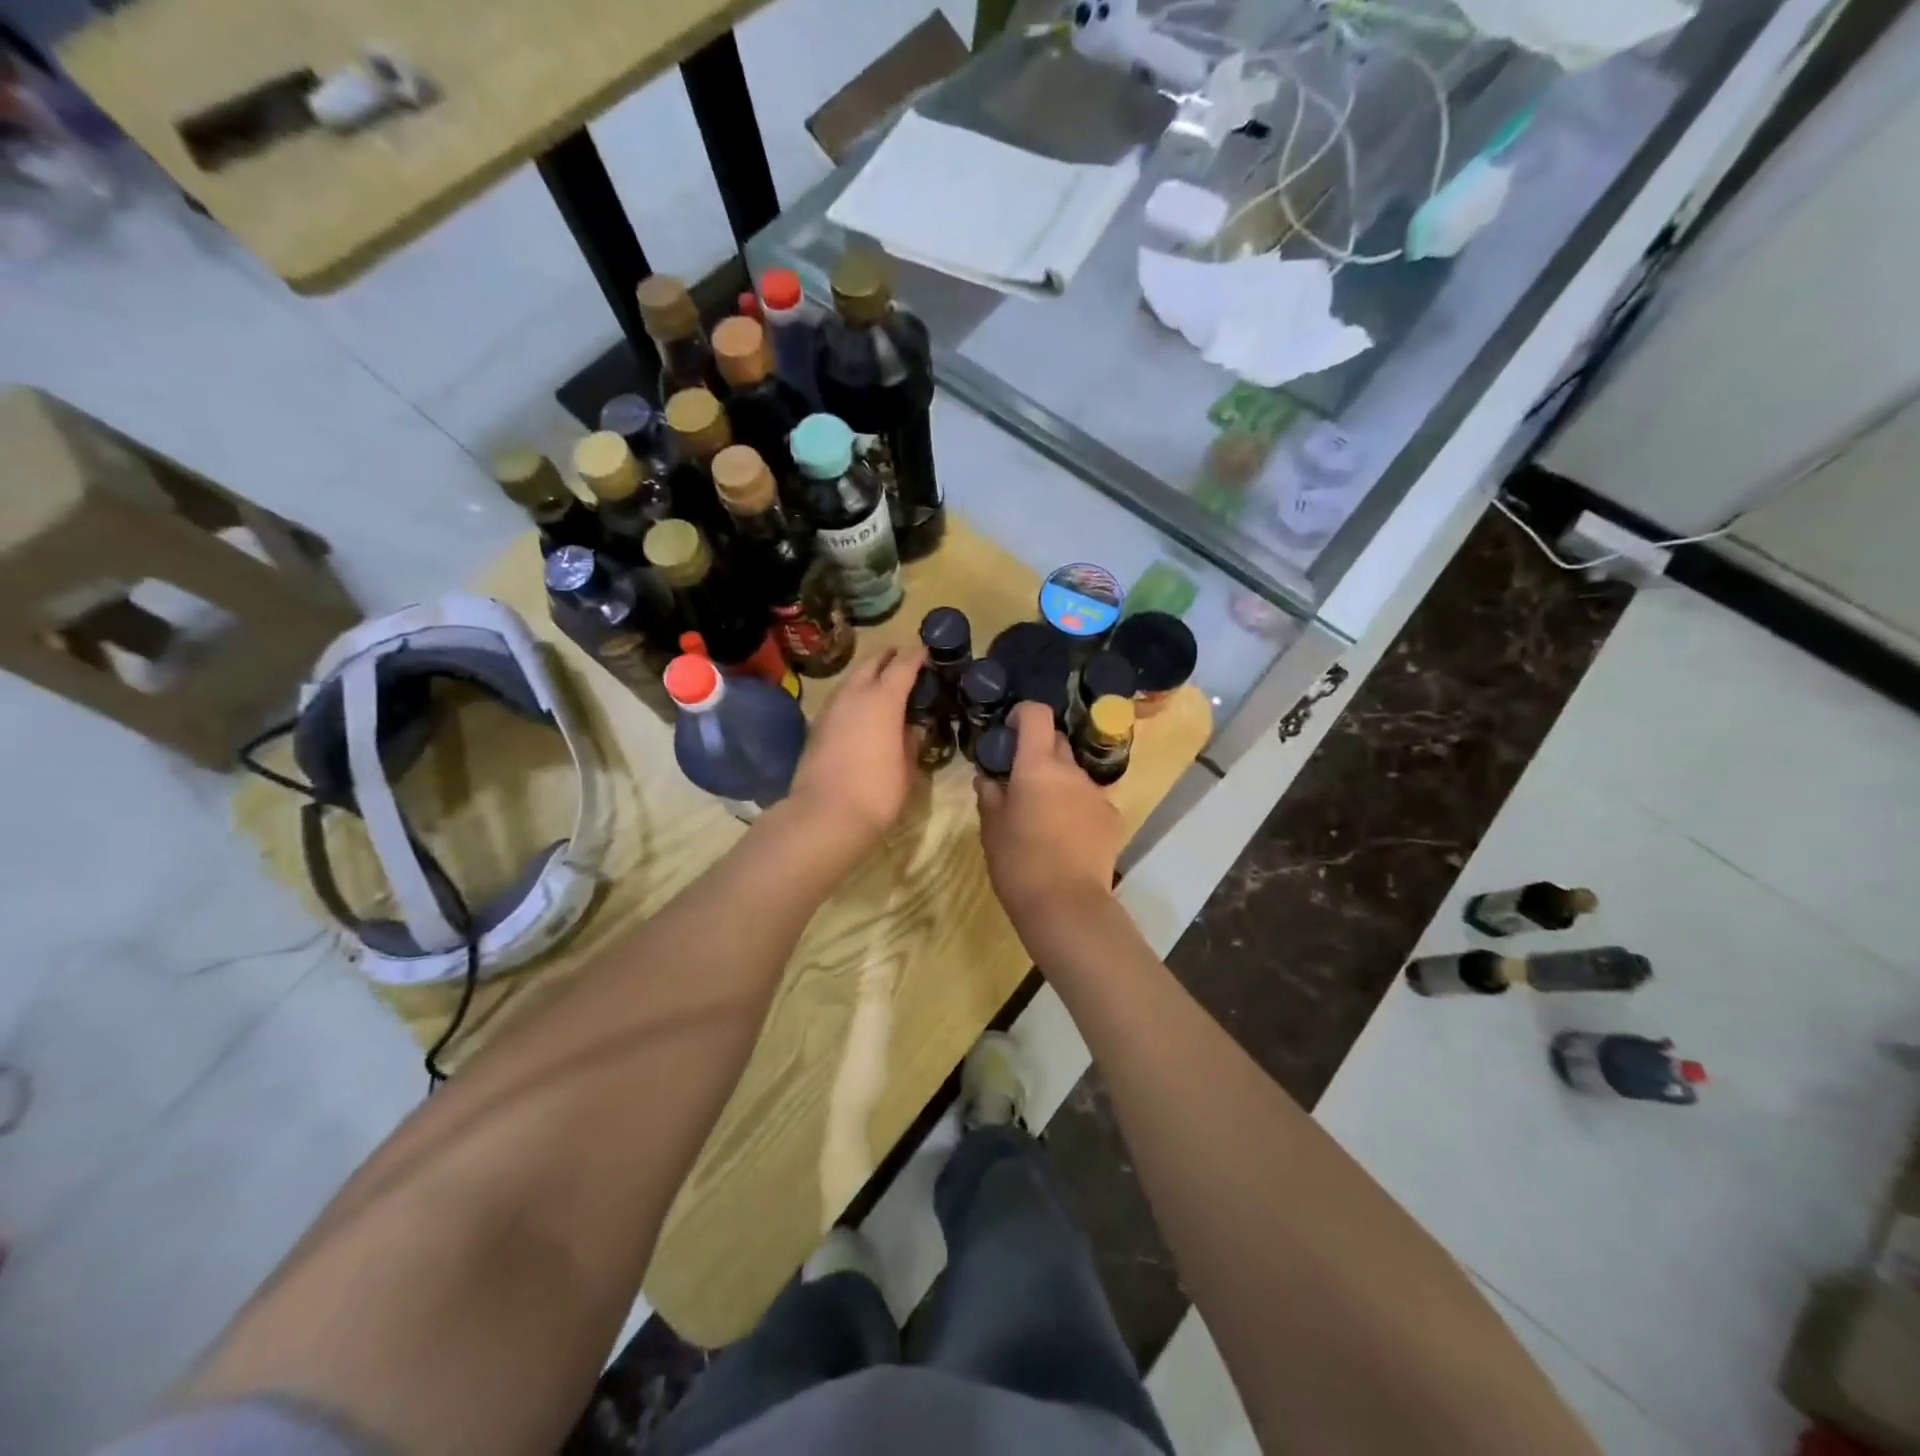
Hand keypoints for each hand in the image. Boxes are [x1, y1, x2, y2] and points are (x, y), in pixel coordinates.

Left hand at [787, 646, 924, 856]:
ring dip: (868, 674)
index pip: (903, 665)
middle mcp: (855, 694)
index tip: (926, 651)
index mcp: (883, 699)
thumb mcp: (906, 768)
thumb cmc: (877, 792)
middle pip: (872, 662)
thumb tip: (913, 728)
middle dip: (889, 656)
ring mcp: (831, 708)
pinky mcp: (816, 726)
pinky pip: (839, 698)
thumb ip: (911, 741)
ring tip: (883, 683)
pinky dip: (853, 695)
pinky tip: (861, 709)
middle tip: (904, 659)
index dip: (916, 656)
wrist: (824, 815)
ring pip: (852, 678)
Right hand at [976, 702, 1123, 934]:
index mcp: (1037, 767)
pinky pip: (1091, 799)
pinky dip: (1078, 806)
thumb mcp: (992, 830)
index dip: (1023, 714)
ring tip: (1045, 815)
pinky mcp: (1113, 817)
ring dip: (1059, 782)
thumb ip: (990, 797)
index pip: (1036, 715)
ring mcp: (1097, 793)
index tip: (1010, 730)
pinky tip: (1068, 836)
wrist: (1067, 906)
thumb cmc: (1018, 865)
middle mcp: (1071, 771)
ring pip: (1074, 774)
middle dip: (1039, 751)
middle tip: (1021, 778)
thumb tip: (987, 779)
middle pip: (1057, 742)